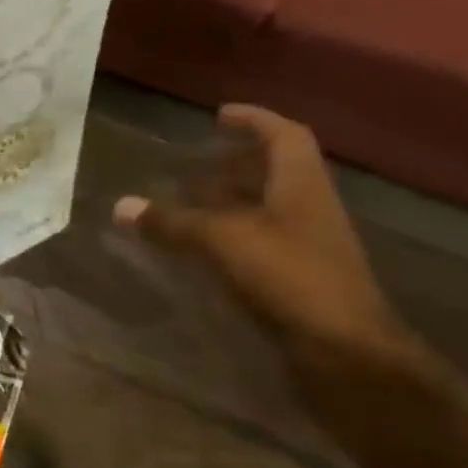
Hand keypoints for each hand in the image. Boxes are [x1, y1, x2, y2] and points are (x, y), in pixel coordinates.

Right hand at [113, 105, 410, 361]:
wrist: (345, 351)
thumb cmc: (291, 277)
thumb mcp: (223, 241)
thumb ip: (172, 222)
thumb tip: (121, 206)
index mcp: (302, 187)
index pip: (285, 137)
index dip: (255, 120)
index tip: (219, 115)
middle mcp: (308, 210)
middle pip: (276, 173)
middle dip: (237, 162)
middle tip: (195, 161)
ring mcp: (306, 246)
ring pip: (265, 209)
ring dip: (229, 201)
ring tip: (186, 201)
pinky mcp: (297, 278)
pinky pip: (257, 242)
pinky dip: (227, 236)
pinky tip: (198, 247)